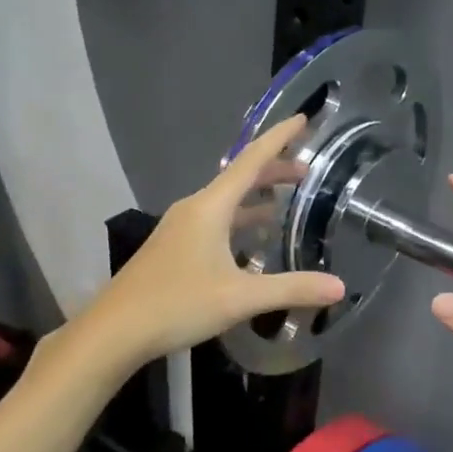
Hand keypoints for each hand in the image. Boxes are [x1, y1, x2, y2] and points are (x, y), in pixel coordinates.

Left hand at [98, 117, 344, 363]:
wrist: (113, 332)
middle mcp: (194, 209)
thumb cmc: (177, 304)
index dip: (279, 138)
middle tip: (308, 172)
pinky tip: (253, 243)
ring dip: (256, 198)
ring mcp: (180, 228)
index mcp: (210, 207)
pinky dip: (240, 220)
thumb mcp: (241, 298)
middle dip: (274, 171)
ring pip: (226, 202)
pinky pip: (215, 221)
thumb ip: (292, 288)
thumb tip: (339, 286)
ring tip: (285, 203)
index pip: (251, 160)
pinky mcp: (174, 248)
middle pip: (239, 178)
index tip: (303, 118)